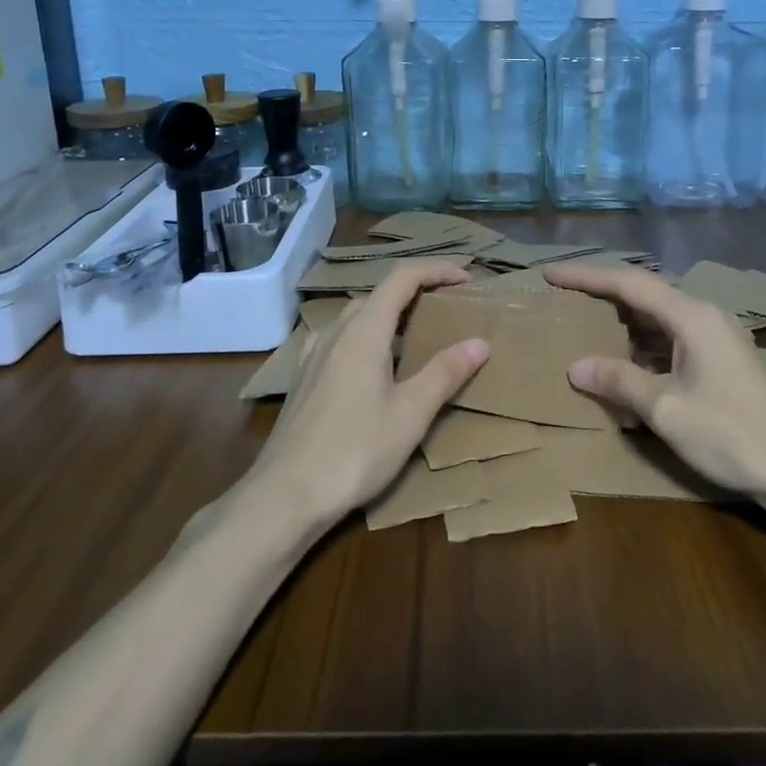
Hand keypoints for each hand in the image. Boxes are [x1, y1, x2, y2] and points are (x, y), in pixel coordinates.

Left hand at [249, 260, 488, 529]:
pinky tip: (374, 365)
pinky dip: (368, 336)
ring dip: (391, 315)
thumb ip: (445, 373)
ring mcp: (314, 353)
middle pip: (380, 294)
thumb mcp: (410, 414)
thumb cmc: (355, 451)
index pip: (402, 278)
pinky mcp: (304, 377)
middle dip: (417, 292)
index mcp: (364, 331)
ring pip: (358, 316)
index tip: (467, 280)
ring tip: (418, 336)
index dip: (436, 270)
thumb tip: (480, 342)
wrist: (285, 495)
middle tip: (449, 310)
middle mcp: (336, 331)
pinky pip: (341, 339)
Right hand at [544, 263, 765, 503]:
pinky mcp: (719, 363)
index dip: (586, 277)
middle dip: (601, 300)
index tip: (550, 275)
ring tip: (585, 338)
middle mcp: (702, 317)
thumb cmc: (732, 434)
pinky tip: (624, 378)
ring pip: (655, 324)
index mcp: (690, 316)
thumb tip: (576, 366)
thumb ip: (619, 381)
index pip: (628, 283)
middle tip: (563, 303)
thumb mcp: (666, 408)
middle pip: (642, 297)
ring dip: (621, 333)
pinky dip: (642, 355)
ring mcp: (714, 340)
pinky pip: (669, 346)